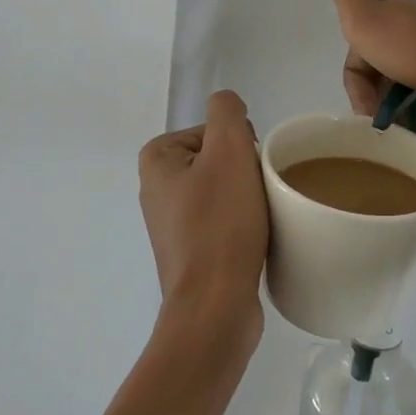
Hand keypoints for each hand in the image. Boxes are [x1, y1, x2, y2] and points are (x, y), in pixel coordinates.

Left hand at [137, 90, 268, 351]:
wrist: (215, 307)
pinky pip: (224, 221)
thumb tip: (229, 107)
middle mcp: (157, 188)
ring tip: (259, 218)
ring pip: (226, 190)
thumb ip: (227, 111)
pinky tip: (254, 239)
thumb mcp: (228, 150)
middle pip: (220, 158)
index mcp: (156, 160)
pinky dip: (242, 224)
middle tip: (258, 195)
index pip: (214, 130)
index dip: (239, 145)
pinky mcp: (191, 252)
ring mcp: (173, 224)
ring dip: (248, 198)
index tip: (249, 170)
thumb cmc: (220, 224)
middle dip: (245, 171)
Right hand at [315, 0, 415, 137]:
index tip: (364, 110)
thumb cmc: (413, 48)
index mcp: (391, 8)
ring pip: (411, 82)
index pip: (358, 46)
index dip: (355, 82)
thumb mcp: (362, 16)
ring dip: (402, 111)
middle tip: (382, 127)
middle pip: (384, 64)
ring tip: (404, 138)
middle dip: (378, 97)